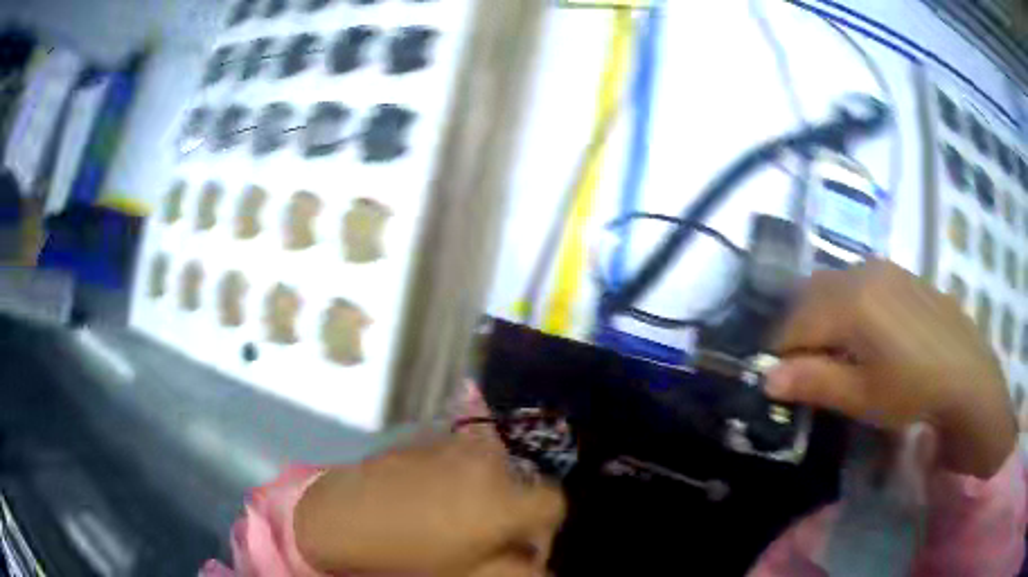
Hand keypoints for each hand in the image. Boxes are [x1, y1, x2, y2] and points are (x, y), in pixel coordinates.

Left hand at [294, 424, 565, 575]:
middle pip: (522, 484)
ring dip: (486, 490)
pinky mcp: (428, 439)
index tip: (523, 544)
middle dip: (513, 508)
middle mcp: (488, 464)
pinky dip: (459, 475)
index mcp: (505, 502)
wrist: (345, 516)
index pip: (554, 503)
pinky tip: (428, 496)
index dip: (545, 526)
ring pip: (492, 468)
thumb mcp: (473, 576)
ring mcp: (456, 446)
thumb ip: (520, 570)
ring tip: (453, 514)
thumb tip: (540, 563)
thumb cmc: (411, 556)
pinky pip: (461, 457)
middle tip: (484, 533)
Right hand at [766, 259, 1014, 478]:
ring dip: (823, 315)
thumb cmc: (912, 389)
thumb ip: (813, 382)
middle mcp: (862, 272)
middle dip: (799, 330)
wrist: (966, 373)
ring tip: (835, 352)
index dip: (781, 353)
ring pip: (835, 284)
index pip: (795, 322)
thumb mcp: (861, 395)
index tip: (781, 382)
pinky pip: (860, 280)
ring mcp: (884, 268)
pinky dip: (847, 303)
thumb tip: (766, 379)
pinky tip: (865, 333)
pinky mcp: (900, 273)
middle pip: (811, 295)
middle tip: (806, 368)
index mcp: (850, 301)